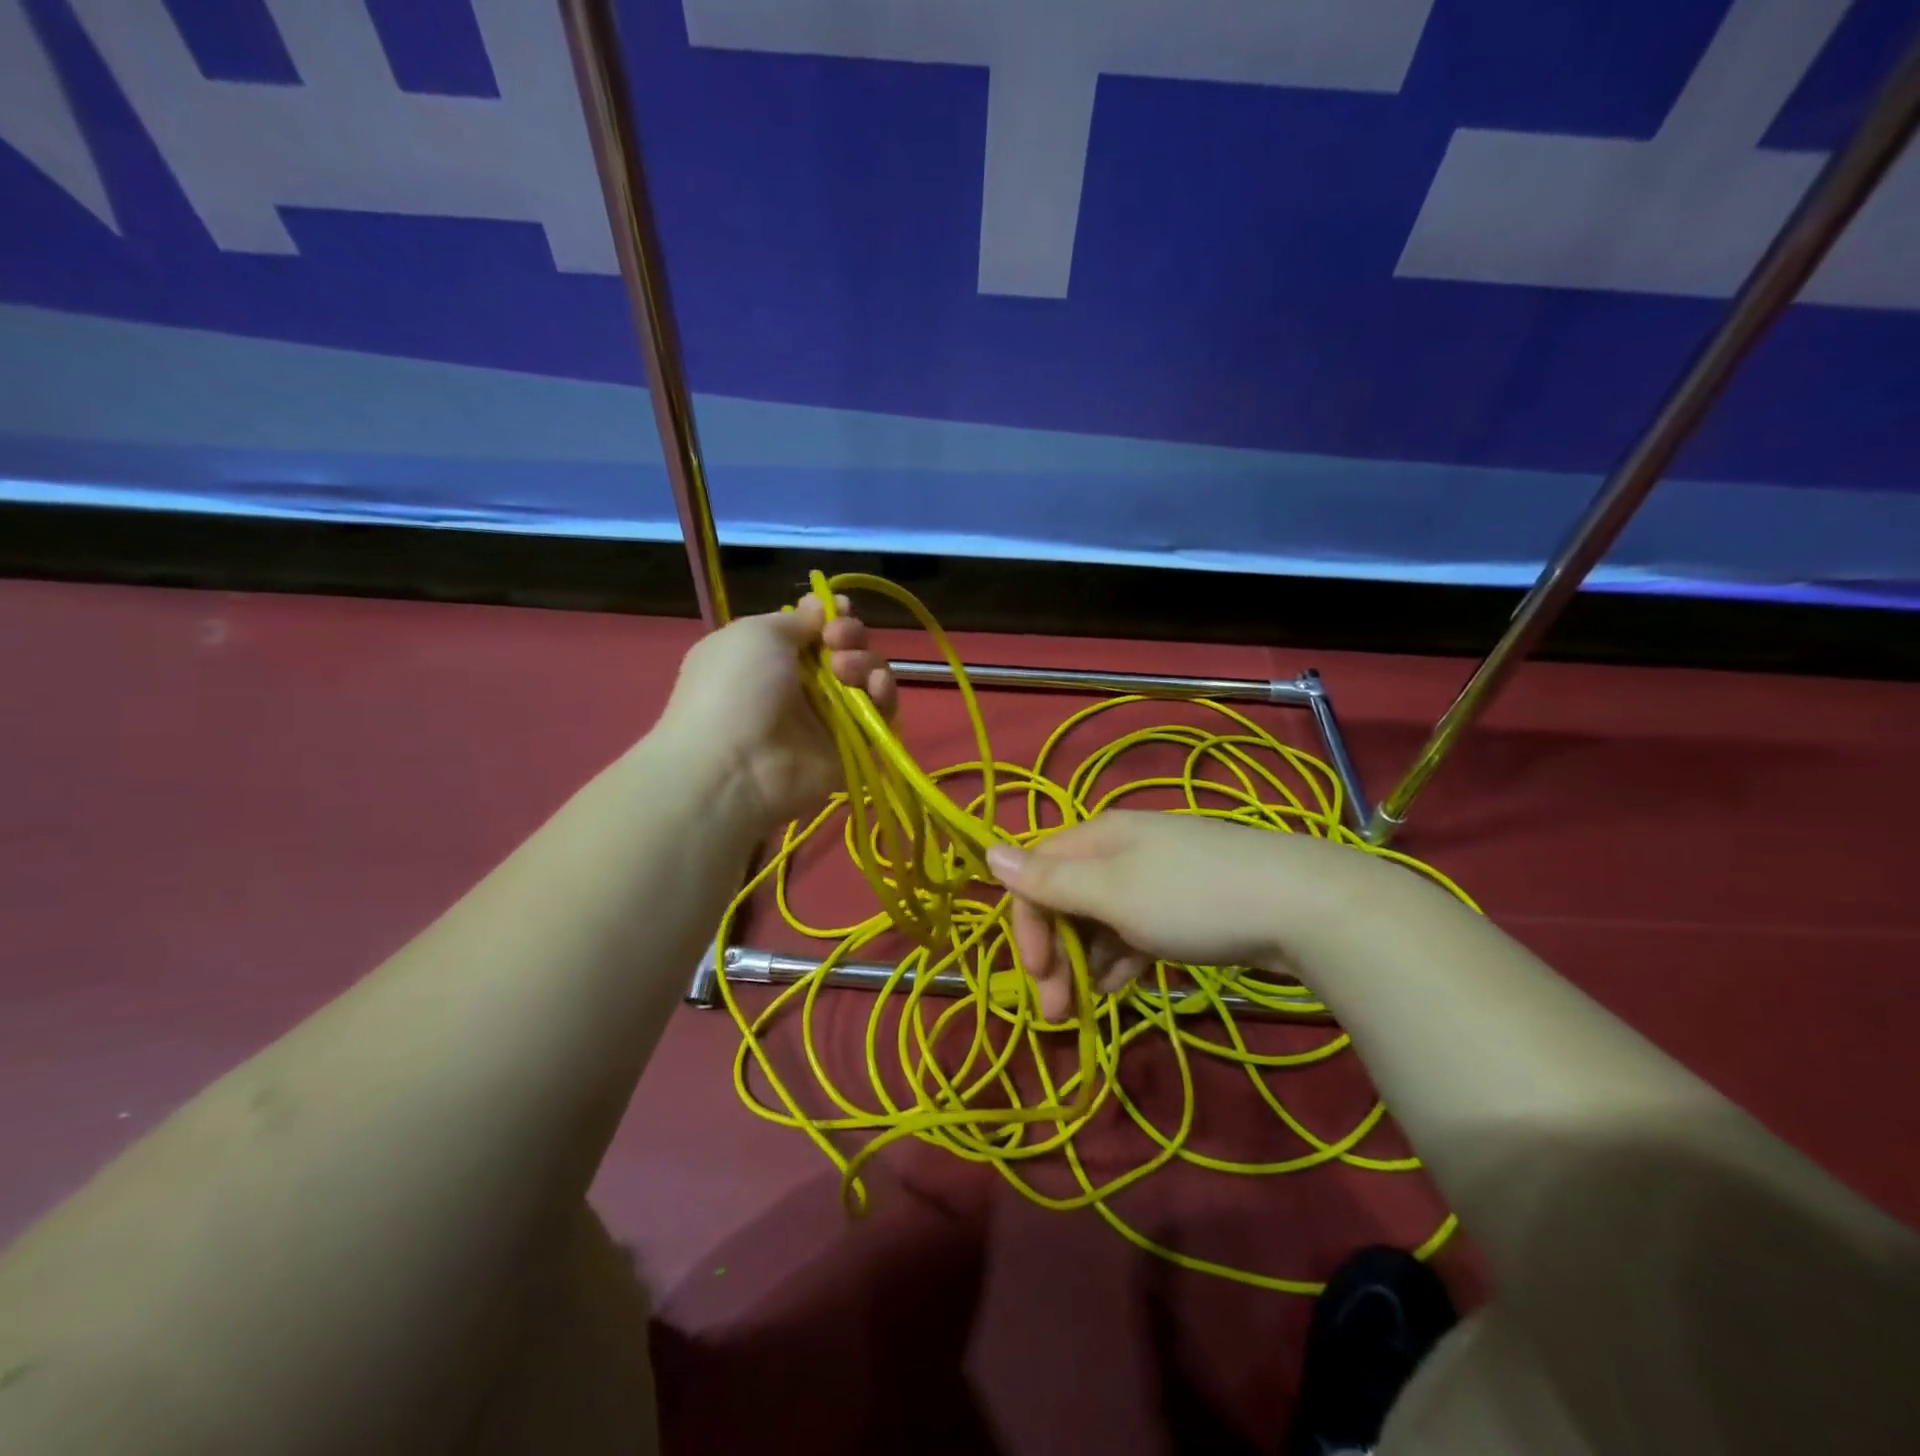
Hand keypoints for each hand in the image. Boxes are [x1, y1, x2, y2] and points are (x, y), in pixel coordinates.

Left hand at [657, 594, 896, 829]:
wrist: (736, 765)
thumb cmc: (736, 688)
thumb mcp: (756, 634)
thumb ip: (795, 619)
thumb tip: (819, 608)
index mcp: (772, 655)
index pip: (814, 629)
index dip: (831, 616)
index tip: (839, 610)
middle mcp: (801, 684)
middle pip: (846, 649)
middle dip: (850, 636)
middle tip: (837, 642)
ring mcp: (828, 717)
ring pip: (866, 678)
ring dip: (866, 663)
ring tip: (848, 670)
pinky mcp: (852, 745)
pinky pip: (881, 715)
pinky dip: (885, 696)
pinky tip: (876, 687)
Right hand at [986, 811, 1360, 1019]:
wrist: (1304, 906)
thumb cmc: (1192, 898)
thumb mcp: (1112, 892)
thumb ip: (1049, 879)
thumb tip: (987, 852)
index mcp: (1098, 837)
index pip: (1037, 873)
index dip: (1027, 923)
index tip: (1036, 976)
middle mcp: (1122, 849)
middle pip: (1067, 897)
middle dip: (1056, 952)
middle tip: (1057, 1011)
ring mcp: (1158, 876)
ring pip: (1101, 918)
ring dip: (1088, 962)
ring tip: (1093, 1005)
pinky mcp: (1187, 903)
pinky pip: (1136, 929)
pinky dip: (1123, 958)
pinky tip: (1125, 986)